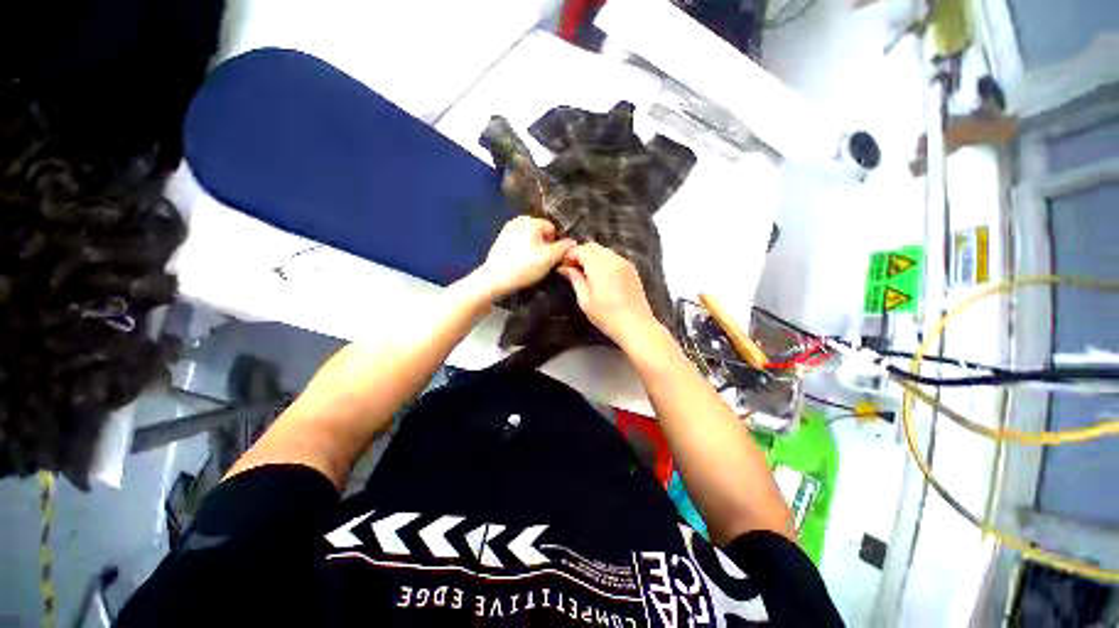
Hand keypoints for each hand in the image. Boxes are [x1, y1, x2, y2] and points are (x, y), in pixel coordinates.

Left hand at [475, 216, 575, 298]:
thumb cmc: (524, 266)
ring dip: (533, 249)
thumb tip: (573, 242)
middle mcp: (518, 220)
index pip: (552, 229)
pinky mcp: (500, 241)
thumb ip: (563, 248)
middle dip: (544, 245)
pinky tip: (520, 263)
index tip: (551, 258)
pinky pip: (518, 243)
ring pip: (529, 238)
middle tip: (542, 262)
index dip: (555, 244)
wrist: (495, 278)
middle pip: (540, 233)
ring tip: (531, 264)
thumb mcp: (549, 258)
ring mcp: (507, 230)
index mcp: (531, 221)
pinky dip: (522, 251)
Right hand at [556, 242, 662, 347]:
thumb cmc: (607, 317)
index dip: (569, 255)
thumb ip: (575, 279)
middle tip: (571, 270)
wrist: (637, 326)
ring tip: (585, 274)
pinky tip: (599, 277)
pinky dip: (603, 261)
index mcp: (601, 266)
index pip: (581, 249)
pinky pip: (613, 257)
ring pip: (603, 251)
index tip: (563, 267)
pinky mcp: (631, 268)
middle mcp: (614, 259)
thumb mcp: (585, 300)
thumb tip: (564, 268)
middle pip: (592, 246)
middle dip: (580, 254)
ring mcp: (625, 262)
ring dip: (591, 257)